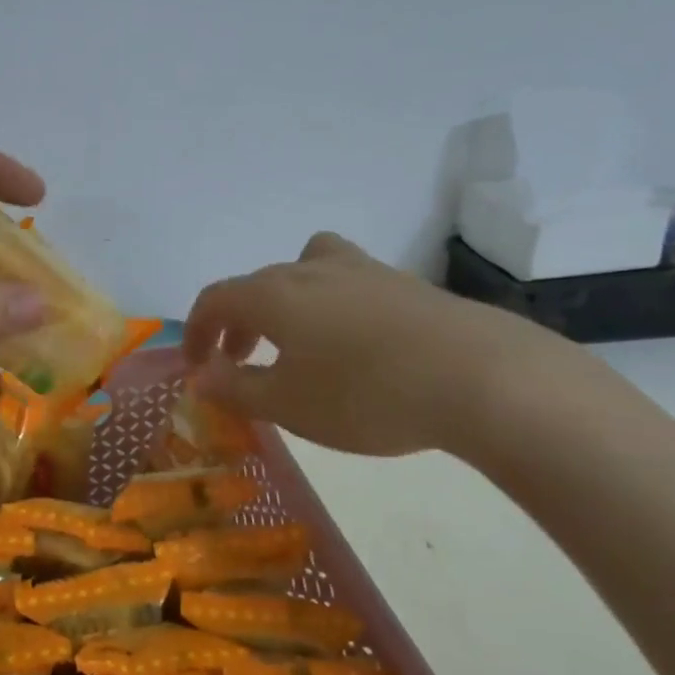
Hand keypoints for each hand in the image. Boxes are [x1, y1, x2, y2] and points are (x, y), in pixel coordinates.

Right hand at [183, 232, 582, 459]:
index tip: (195, 365)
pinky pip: (345, 281)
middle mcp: (309, 269)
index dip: (196, 330)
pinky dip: (328, 304)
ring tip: (296, 341)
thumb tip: (201, 375)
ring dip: (283, 303)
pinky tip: (353, 342)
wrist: (479, 376)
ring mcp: (360, 269)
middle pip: (256, 285)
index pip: (215, 299)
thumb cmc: (364, 394)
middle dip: (237, 323)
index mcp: (272, 294)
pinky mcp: (402, 282)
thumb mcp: (288, 405)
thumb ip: (235, 388)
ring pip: (302, 271)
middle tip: (239, 362)